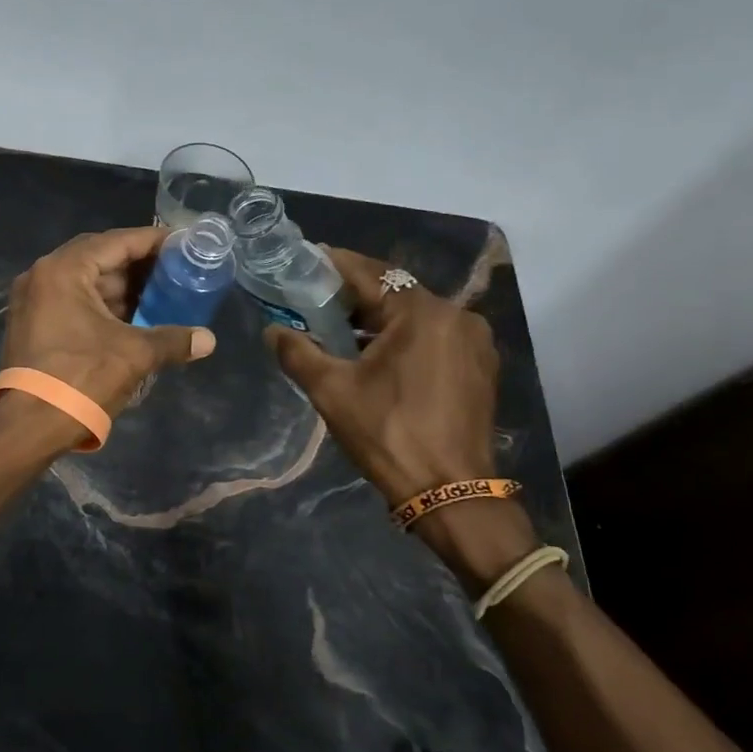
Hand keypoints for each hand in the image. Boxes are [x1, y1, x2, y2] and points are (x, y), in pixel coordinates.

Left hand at [0, 226, 216, 417]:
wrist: (28, 426)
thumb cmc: (81, 378)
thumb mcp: (134, 355)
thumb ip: (173, 340)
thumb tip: (208, 340)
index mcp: (64, 270)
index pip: (117, 242)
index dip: (153, 242)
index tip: (183, 244)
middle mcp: (43, 275)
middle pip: (99, 258)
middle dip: (138, 265)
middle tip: (175, 270)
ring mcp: (33, 300)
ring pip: (86, 282)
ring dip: (121, 288)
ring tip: (161, 295)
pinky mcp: (32, 324)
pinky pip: (74, 302)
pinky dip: (103, 306)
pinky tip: (133, 318)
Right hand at [264, 246, 500, 504]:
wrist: (452, 492)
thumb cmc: (388, 434)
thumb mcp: (332, 391)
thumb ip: (298, 353)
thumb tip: (272, 330)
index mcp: (422, 313)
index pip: (371, 273)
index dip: (334, 265)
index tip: (307, 259)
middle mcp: (456, 316)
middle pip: (396, 293)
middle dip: (355, 295)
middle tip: (317, 298)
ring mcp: (474, 343)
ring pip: (416, 316)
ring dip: (380, 319)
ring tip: (341, 329)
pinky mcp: (480, 367)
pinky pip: (434, 337)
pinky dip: (404, 338)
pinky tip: (378, 356)